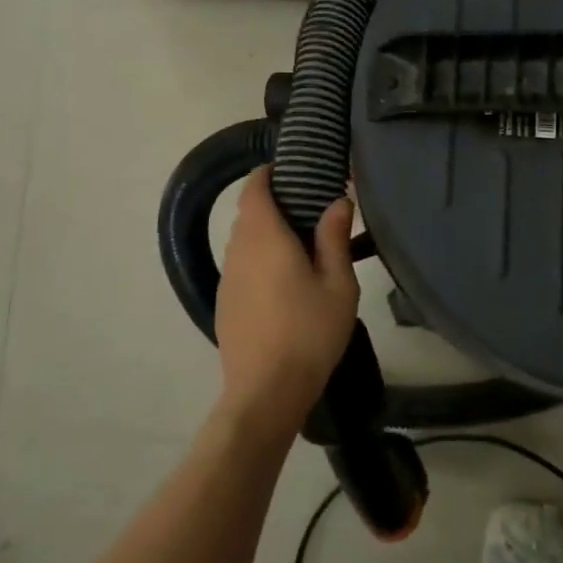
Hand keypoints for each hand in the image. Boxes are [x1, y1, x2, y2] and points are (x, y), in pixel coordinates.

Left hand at [213, 166, 359, 435]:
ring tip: (302, 243)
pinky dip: (259, 258)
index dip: (268, 173)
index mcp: (265, 238)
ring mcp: (228, 279)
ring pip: (243, 240)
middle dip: (273, 202)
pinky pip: (241, 265)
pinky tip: (285, 280)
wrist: (266, 392)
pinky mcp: (225, 303)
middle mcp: (239, 251)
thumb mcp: (337, 284)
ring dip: (266, 232)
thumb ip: (334, 237)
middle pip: (248, 213)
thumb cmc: (309, 332)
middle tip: (310, 206)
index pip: (254, 189)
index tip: (293, 170)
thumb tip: (337, 200)